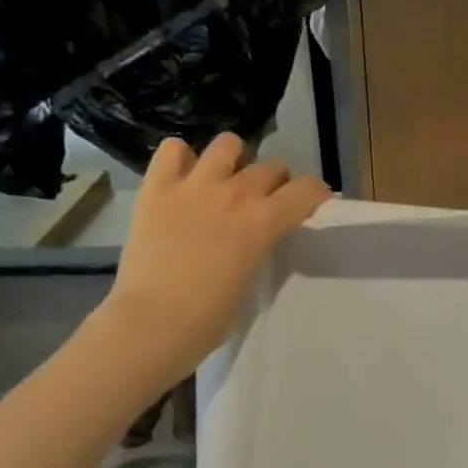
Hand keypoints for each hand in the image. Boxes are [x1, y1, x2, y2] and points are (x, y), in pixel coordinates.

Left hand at [96, 135, 329, 395]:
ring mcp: (194, 186)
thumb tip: (263, 233)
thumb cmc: (211, 317)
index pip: (309, 188)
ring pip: (228, 145)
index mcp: (265, 221)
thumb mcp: (254, 277)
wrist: (152, 323)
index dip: (315, 195)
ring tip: (225, 181)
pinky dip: (181, 158)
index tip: (311, 206)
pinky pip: (172, 150)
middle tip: (263, 204)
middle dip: (275, 183)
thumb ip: (263, 244)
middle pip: (271, 167)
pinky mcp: (157, 188)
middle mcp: (236, 193)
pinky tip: (183, 178)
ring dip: (234, 160)